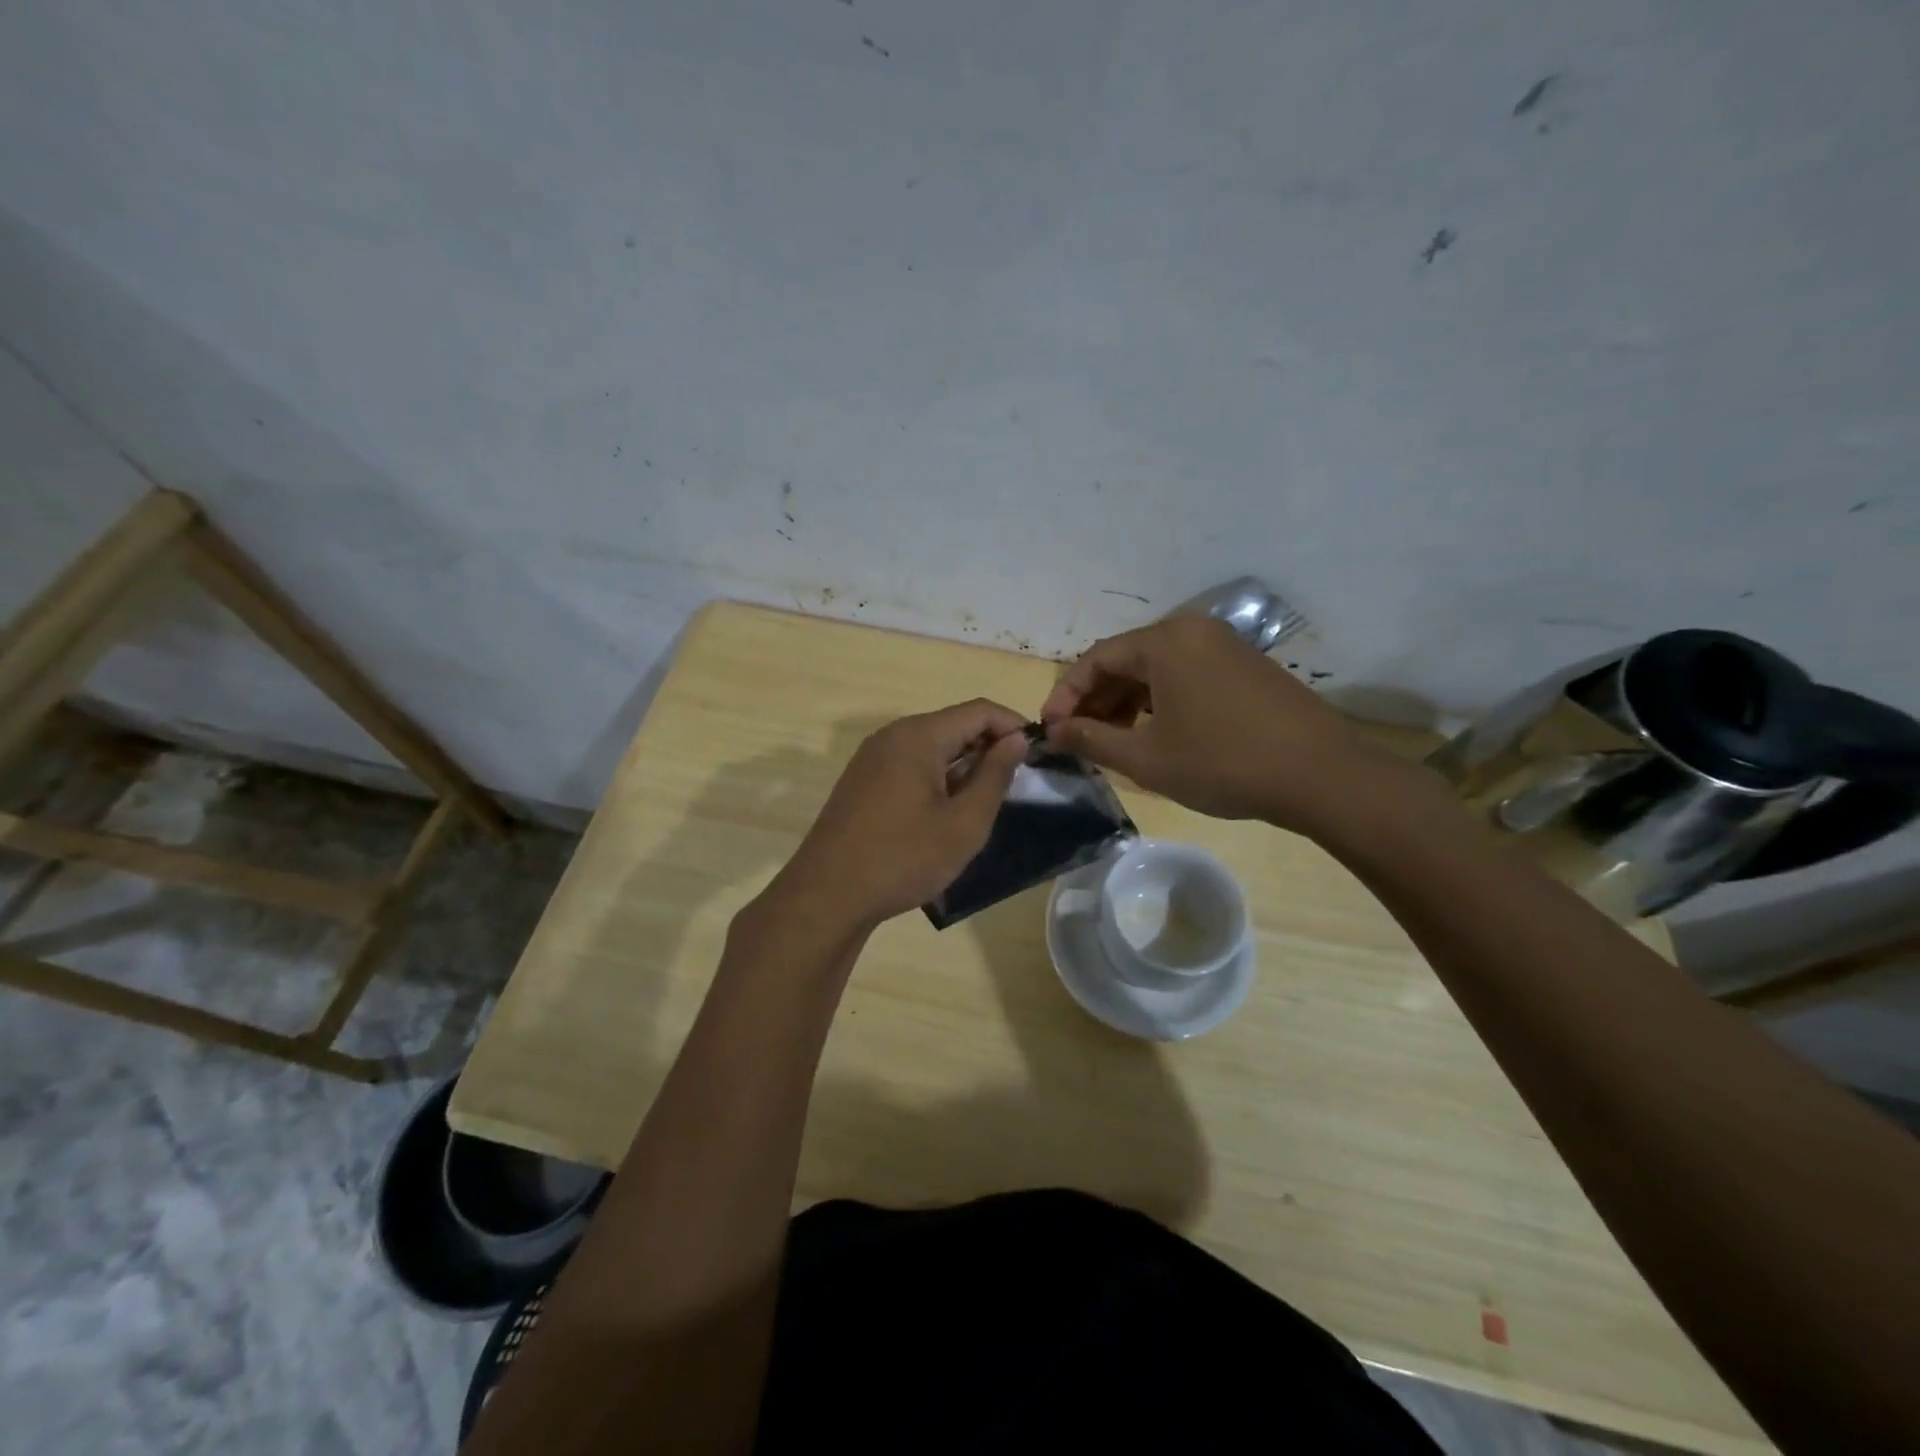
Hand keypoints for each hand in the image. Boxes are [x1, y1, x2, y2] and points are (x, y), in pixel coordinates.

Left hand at [765, 699, 1028, 932]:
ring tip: (984, 800)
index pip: (979, 710)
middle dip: (988, 745)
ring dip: (963, 763)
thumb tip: (1016, 740)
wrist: (828, 895)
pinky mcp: (862, 780)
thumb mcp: (964, 823)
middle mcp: (893, 734)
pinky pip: (910, 763)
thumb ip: (995, 775)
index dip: (1013, 725)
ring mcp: (872, 757)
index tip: (1037, 754)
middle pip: (953, 724)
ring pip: (931, 745)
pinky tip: (946, 810)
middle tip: (1015, 782)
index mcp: (919, 735)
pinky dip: (937, 775)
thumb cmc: (904, 858)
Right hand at [1041, 615, 1380, 828]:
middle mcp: (1192, 630)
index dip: (1066, 696)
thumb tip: (1052, 733)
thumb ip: (1091, 740)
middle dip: (1095, 700)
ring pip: (1156, 669)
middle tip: (1077, 739)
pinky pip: (1185, 674)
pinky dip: (1159, 701)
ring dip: (1126, 702)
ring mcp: (1223, 645)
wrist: (1322, 775)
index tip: (1049, 730)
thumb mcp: (1147, 758)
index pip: (1096, 659)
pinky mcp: (1244, 665)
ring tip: (1111, 742)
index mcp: (1165, 642)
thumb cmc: (1223, 764)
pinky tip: (1154, 733)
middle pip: (1126, 660)